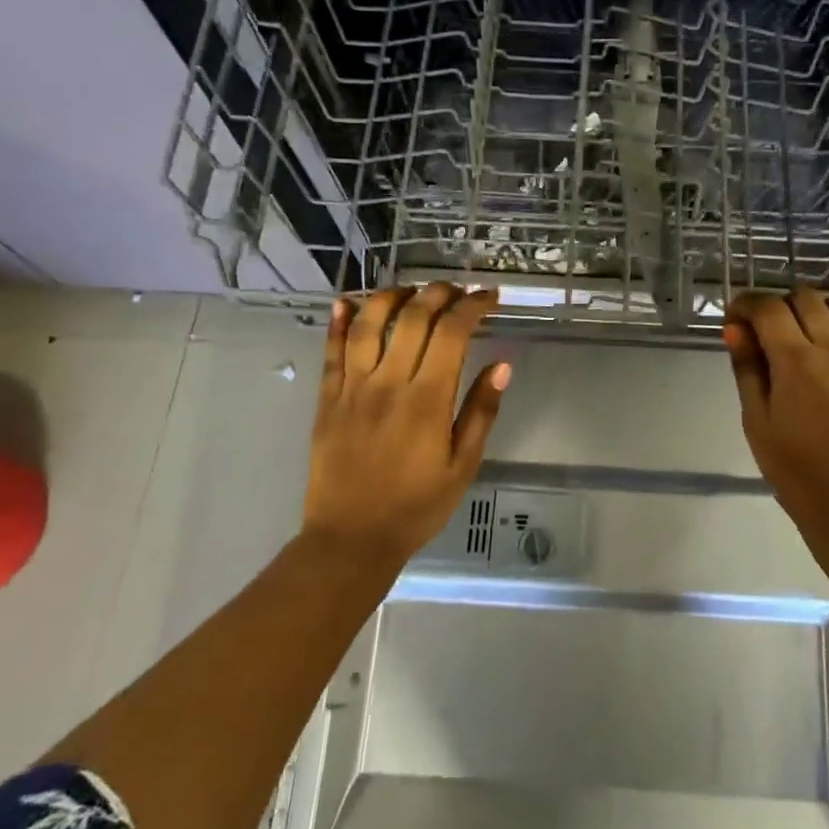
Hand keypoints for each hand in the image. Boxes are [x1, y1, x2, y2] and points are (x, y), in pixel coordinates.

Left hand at [304, 284, 510, 569]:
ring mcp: (352, 388)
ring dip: (392, 297)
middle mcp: (388, 383)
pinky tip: (345, 302)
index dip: (473, 306)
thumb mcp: (462, 465)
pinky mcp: (327, 399)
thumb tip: (502, 365)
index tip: (489, 298)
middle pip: (412, 318)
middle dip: (439, 293)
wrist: (351, 538)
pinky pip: (331, 351)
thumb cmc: (416, 506)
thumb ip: (481, 412)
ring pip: (368, 324)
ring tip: (411, 290)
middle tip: (457, 290)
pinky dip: (337, 322)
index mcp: (427, 400)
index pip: (452, 333)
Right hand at [723, 288, 828, 549]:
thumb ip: (748, 369)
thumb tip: (735, 329)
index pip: (768, 308)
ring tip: (808, 326)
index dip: (746, 304)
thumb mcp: (756, 421)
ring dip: (821, 305)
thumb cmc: (793, 470)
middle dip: (779, 304)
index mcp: (796, 361)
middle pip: (806, 298)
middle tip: (766, 329)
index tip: (735, 318)